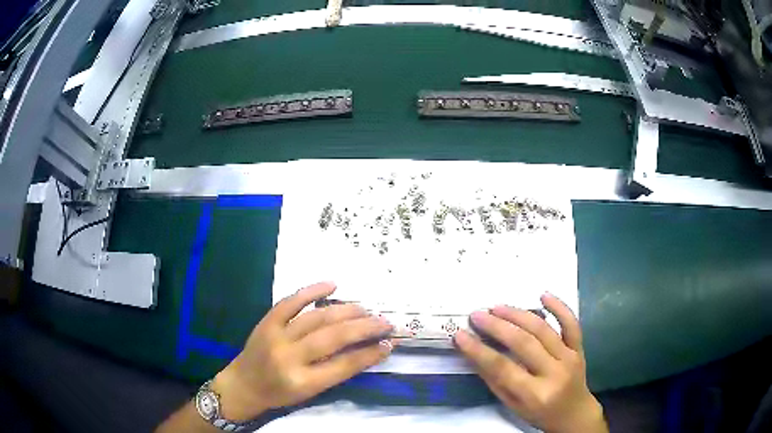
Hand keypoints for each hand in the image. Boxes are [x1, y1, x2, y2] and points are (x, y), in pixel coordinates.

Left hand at [211, 282, 393, 420]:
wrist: (243, 384)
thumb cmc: (279, 394)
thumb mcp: (310, 392)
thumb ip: (335, 371)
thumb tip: (365, 349)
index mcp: (303, 381)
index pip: (344, 365)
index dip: (370, 353)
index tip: (389, 343)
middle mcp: (290, 358)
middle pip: (333, 337)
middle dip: (364, 327)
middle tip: (385, 321)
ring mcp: (276, 336)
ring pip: (317, 318)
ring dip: (346, 311)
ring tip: (365, 309)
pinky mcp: (267, 321)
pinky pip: (291, 301)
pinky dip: (312, 290)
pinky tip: (332, 284)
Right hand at [454, 293, 606, 432]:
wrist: (574, 414)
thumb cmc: (540, 414)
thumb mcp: (513, 406)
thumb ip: (496, 381)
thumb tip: (475, 355)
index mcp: (535, 394)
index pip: (503, 368)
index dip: (479, 351)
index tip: (460, 335)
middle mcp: (555, 373)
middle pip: (524, 344)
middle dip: (497, 327)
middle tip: (477, 314)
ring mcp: (570, 358)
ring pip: (543, 330)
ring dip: (519, 315)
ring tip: (497, 307)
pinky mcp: (580, 348)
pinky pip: (571, 324)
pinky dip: (559, 307)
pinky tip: (543, 295)